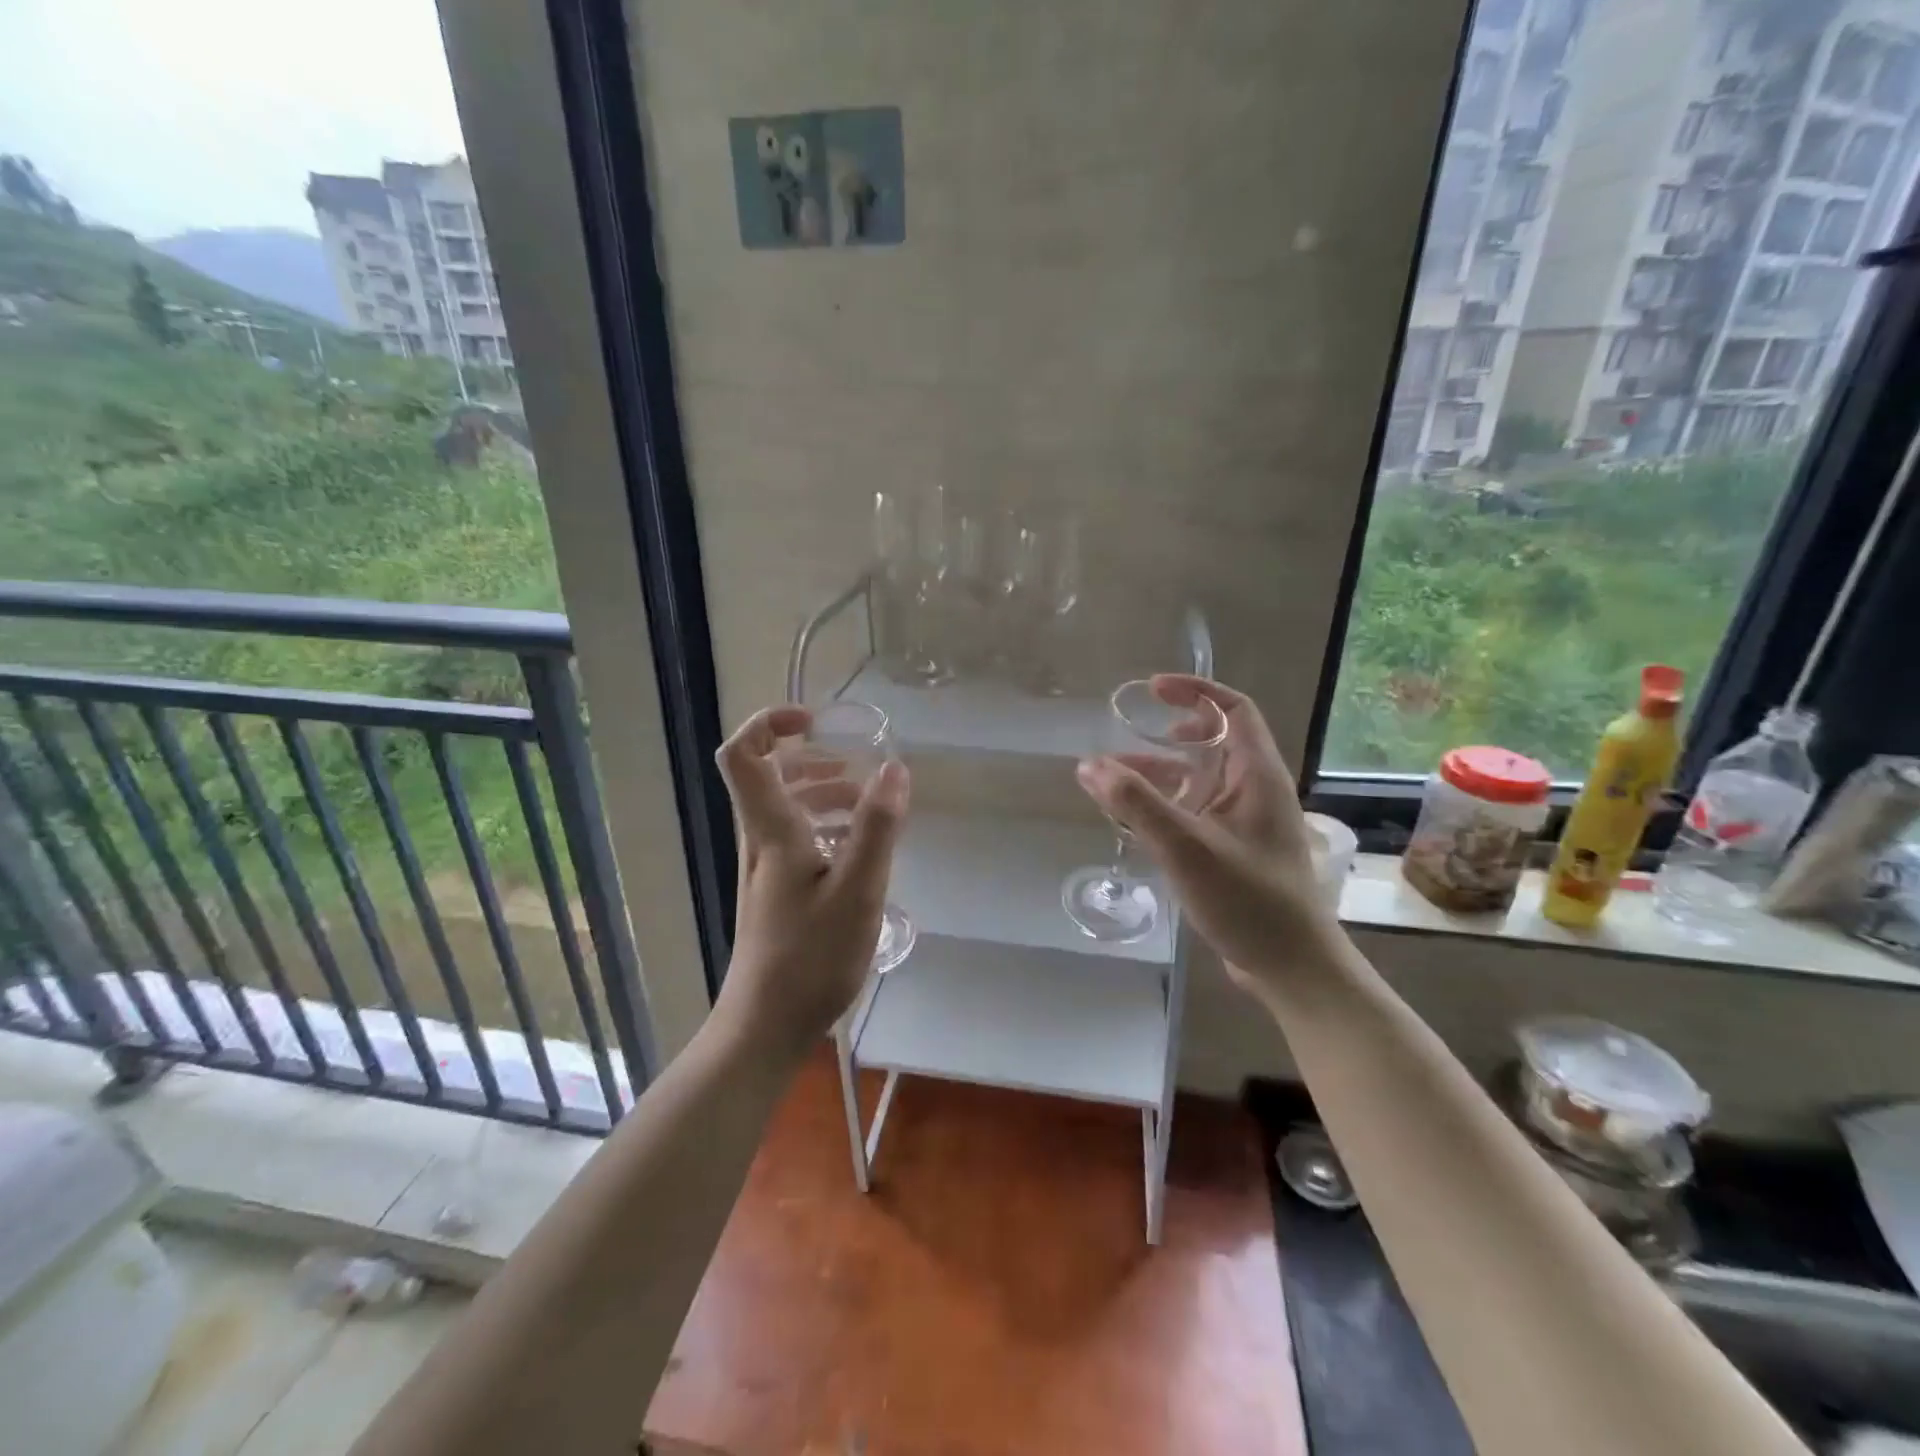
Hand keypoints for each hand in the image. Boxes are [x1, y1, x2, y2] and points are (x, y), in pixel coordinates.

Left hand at [711, 705, 908, 1059]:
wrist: (765, 1027)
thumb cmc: (810, 958)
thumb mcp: (857, 891)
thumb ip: (877, 828)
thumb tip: (894, 767)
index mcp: (771, 830)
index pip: (743, 755)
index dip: (769, 723)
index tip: (814, 722)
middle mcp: (760, 841)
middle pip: (766, 777)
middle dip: (810, 759)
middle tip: (853, 766)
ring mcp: (765, 869)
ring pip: (785, 810)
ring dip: (822, 794)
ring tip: (866, 805)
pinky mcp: (776, 893)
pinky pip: (796, 840)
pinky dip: (825, 828)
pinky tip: (859, 851)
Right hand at [1075, 675, 1341, 999]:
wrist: (1292, 967)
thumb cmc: (1248, 900)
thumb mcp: (1186, 847)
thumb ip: (1136, 804)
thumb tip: (1089, 765)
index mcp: (1257, 775)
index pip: (1234, 709)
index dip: (1194, 691)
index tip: (1152, 689)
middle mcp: (1254, 791)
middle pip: (1212, 743)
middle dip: (1166, 734)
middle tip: (1126, 734)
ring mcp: (1245, 822)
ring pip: (1198, 780)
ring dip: (1157, 774)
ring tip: (1110, 780)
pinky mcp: (1234, 851)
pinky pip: (1195, 812)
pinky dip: (1163, 807)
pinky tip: (1132, 821)